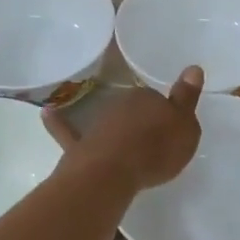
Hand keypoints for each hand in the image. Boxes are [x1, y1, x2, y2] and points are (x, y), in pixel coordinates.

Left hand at [43, 67, 202, 191]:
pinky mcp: (79, 144)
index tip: (170, 130)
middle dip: (140, 122)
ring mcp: (97, 124)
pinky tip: (47, 113)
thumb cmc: (156, 149)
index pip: (158, 99)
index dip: (165, 115)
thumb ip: (187, 98)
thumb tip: (193, 67)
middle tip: (152, 143)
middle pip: (133, 110)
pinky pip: (66, 130)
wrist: (113, 171)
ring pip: (109, 121)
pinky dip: (57, 122)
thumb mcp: (185, 125)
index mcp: (148, 97)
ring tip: (126, 146)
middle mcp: (120, 104)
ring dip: (115, 129)